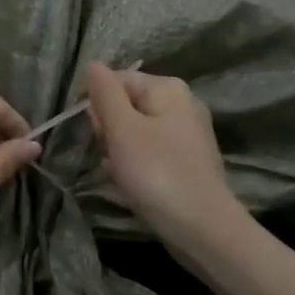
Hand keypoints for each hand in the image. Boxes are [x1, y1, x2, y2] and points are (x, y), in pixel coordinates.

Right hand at [86, 62, 243, 253]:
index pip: (117, 80)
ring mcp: (187, 135)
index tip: (94, 133)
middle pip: (126, 104)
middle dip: (109, 128)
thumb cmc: (157, 173)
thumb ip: (104, 93)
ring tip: (120, 172)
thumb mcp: (122, 128)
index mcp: (168, 89)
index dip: (97, 104)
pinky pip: (149, 153)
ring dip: (119, 149)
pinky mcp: (187, 162)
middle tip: (110, 153)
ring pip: (135, 131)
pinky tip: (130, 183)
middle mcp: (182, 104)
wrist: (202, 230)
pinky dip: (135, 165)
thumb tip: (92, 64)